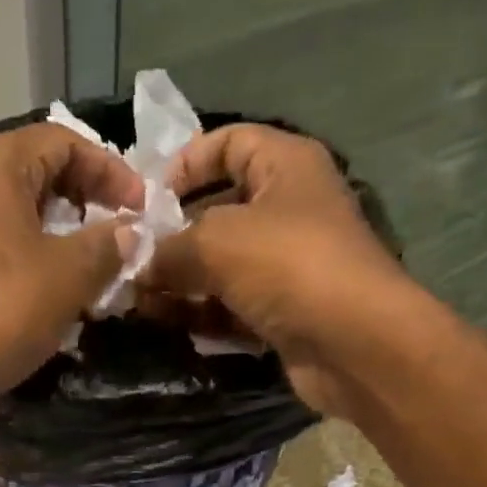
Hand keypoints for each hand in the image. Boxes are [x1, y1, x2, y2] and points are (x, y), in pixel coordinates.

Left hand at [0, 124, 142, 404]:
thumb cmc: (6, 311)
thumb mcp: (70, 275)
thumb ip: (106, 245)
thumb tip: (129, 232)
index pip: (62, 141)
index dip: (109, 169)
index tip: (140, 207)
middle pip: (35, 171)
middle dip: (84, 198)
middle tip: (118, 230)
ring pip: (15, 210)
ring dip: (59, 230)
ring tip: (92, 260)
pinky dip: (30, 253)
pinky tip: (53, 285)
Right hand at [138, 124, 419, 416]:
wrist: (353, 344)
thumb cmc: (289, 267)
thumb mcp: (217, 242)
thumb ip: (170, 248)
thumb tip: (139, 263)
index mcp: (286, 166)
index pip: (230, 143)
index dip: (186, 163)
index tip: (148, 199)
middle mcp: (290, 210)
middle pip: (220, 211)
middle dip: (174, 235)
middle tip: (132, 259)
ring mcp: (288, 266)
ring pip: (223, 266)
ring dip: (181, 281)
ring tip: (139, 298)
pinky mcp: (284, 313)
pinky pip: (233, 306)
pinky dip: (202, 313)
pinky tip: (167, 322)